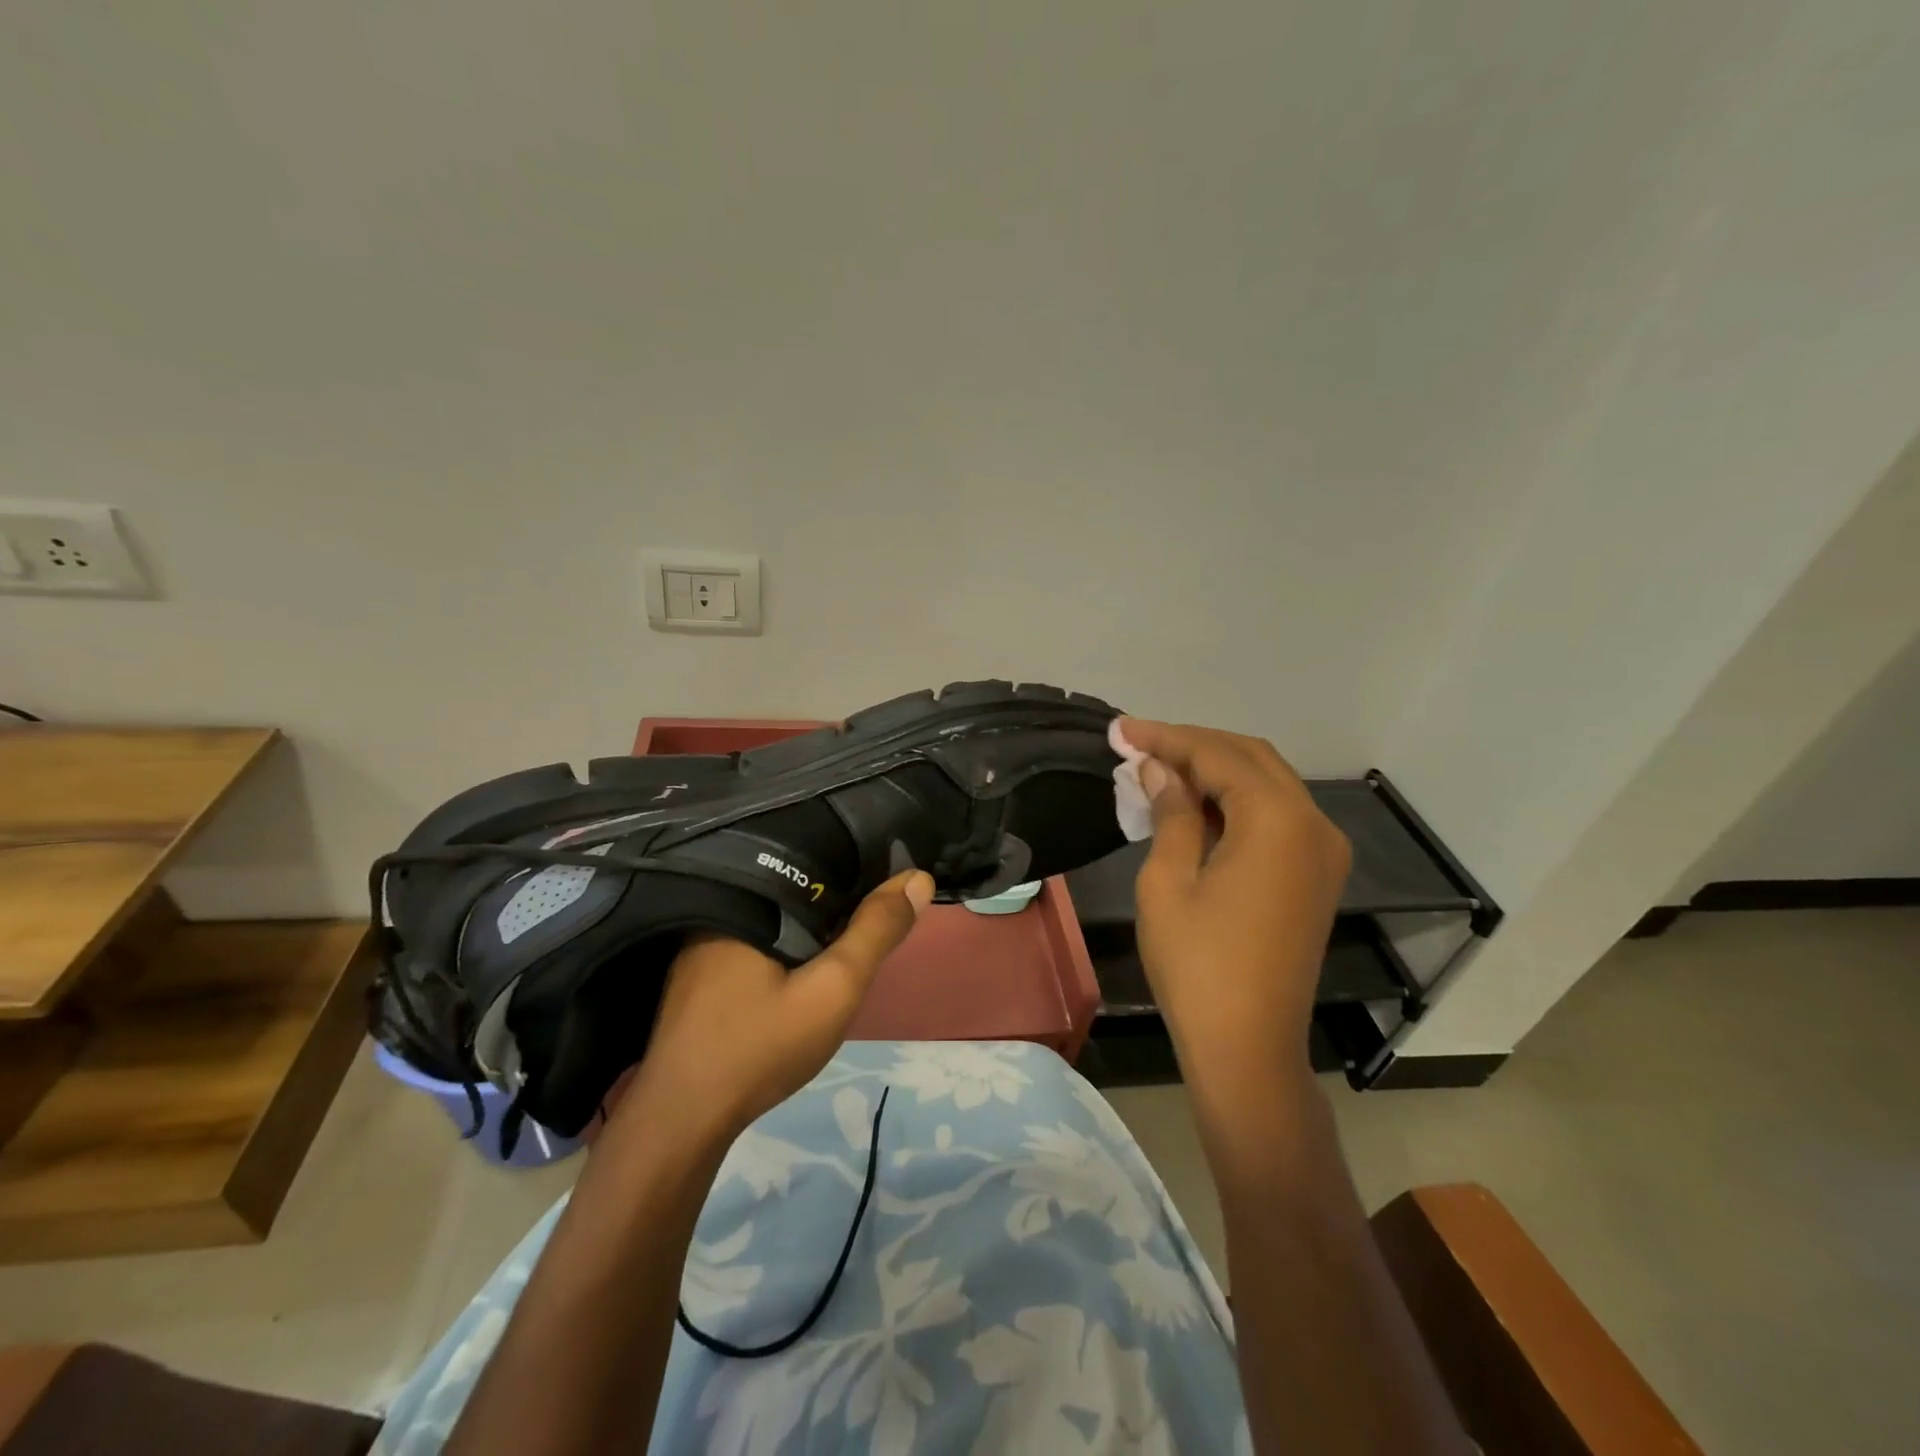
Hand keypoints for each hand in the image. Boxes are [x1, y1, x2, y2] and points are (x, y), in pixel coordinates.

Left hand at [606, 869, 933, 1147]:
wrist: (682, 1123)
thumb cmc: (760, 1047)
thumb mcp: (833, 987)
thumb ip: (875, 933)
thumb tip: (917, 878)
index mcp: (746, 901)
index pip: (813, 862)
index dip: (854, 865)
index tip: (888, 875)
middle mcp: (718, 911)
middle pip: (792, 889)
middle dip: (833, 895)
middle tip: (874, 908)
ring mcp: (701, 946)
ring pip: (773, 917)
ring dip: (808, 922)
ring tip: (847, 927)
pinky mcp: (698, 976)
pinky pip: (754, 941)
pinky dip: (783, 944)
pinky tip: (799, 963)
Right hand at [1118, 720, 1349, 1088]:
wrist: (1247, 1046)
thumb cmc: (1198, 964)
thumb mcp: (1169, 879)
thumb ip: (1170, 811)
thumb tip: (1159, 768)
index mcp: (1278, 820)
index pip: (1218, 755)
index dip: (1167, 738)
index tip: (1121, 729)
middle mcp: (1313, 824)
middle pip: (1250, 758)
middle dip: (1192, 745)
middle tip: (1137, 744)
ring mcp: (1322, 851)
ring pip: (1266, 783)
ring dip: (1213, 770)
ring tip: (1157, 768)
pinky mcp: (1315, 874)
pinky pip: (1275, 815)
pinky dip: (1234, 800)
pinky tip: (1193, 804)